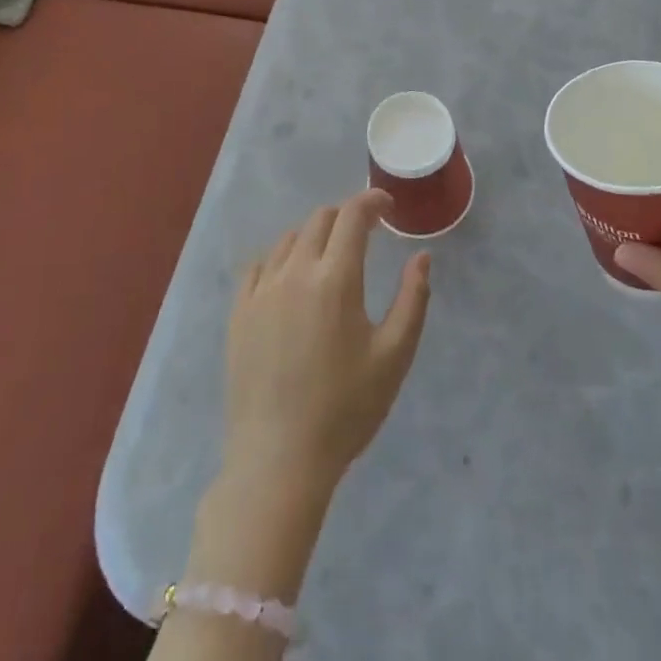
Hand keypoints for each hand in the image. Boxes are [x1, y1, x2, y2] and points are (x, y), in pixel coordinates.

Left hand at [223, 191, 431, 493]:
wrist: (278, 459)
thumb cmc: (345, 409)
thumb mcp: (394, 356)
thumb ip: (412, 299)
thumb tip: (422, 256)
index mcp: (335, 279)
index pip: (353, 216)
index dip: (372, 201)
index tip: (387, 206)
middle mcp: (295, 272)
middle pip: (320, 220)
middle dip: (346, 218)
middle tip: (365, 235)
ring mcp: (261, 290)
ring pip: (288, 239)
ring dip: (314, 236)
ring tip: (329, 258)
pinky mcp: (239, 312)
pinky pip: (259, 265)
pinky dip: (281, 258)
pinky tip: (289, 278)